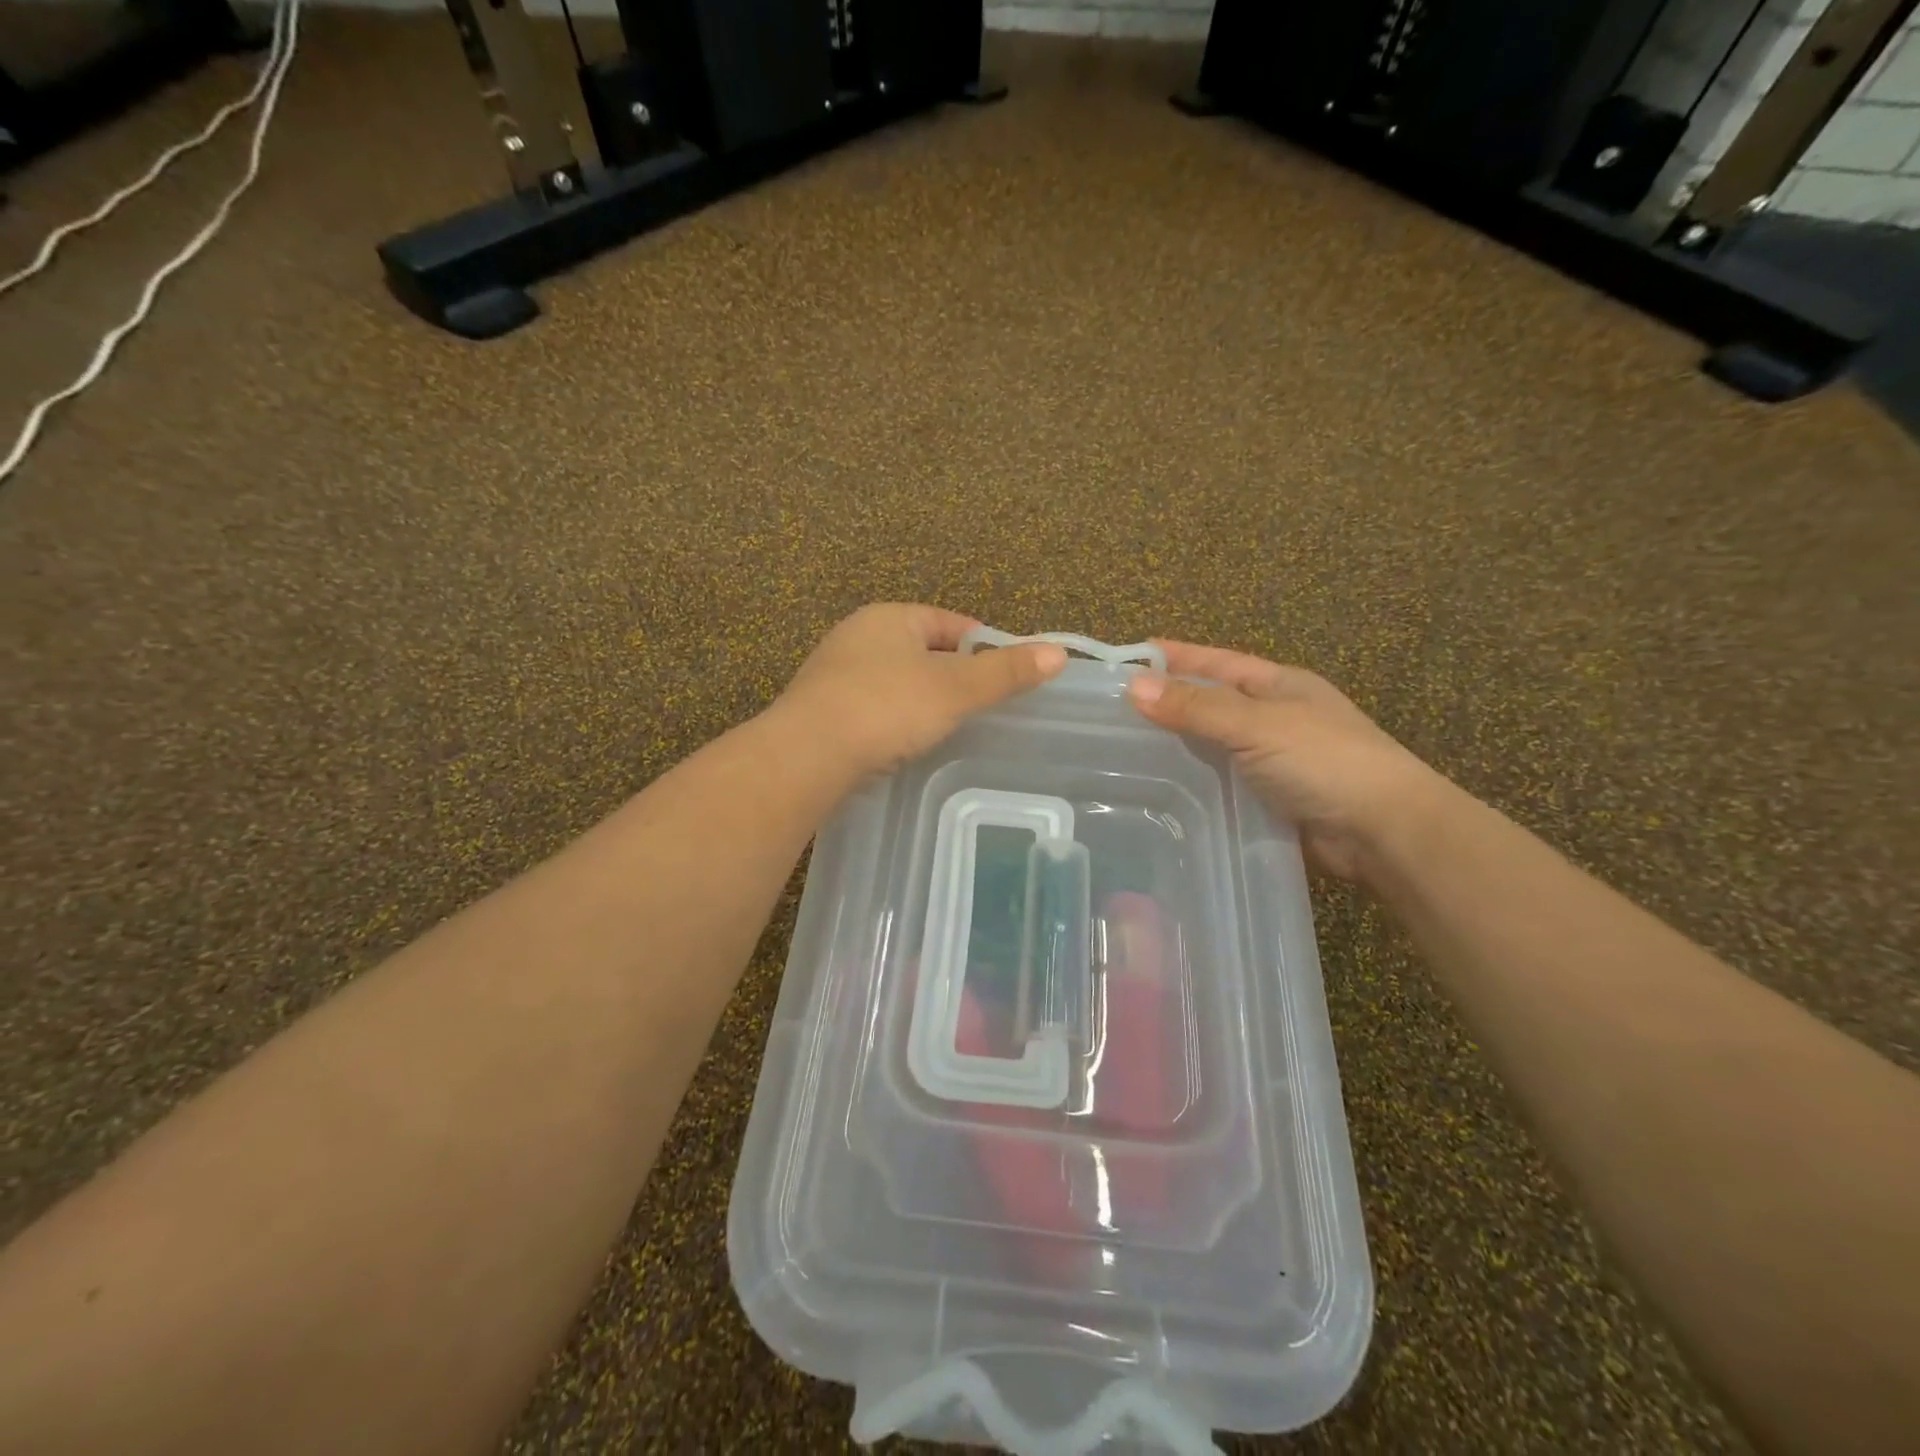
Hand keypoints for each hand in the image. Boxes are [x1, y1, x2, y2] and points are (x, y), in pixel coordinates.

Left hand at [777, 605, 1067, 777]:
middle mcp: (857, 636)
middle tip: (981, 706)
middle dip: (951, 674)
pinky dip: (893, 721)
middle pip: (920, 650)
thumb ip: (1005, 672)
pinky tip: (904, 744)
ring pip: (894, 681)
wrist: (807, 755)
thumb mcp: (955, 689)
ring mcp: (833, 675)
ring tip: (948, 728)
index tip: (1006, 674)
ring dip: (921, 699)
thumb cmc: (887, 707)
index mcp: (889, 618)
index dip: (982, 644)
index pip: (948, 622)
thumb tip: (1058, 652)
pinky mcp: (820, 712)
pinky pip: (871, 709)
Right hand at [1127, 642, 1446, 882]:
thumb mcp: (1256, 724)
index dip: (1175, 656)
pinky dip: (1194, 783)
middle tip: (1112, 709)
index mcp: (1279, 686)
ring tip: (1123, 750)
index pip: (1216, 662)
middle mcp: (1275, 718)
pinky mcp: (1270, 800)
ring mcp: (1274, 761)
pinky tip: (1160, 789)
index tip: (1128, 656)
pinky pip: (1222, 783)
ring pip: (1214, 746)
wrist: (1384, 832)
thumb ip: (1196, 707)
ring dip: (1178, 746)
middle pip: (1211, 703)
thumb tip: (1133, 685)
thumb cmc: (1324, 761)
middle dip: (1168, 702)